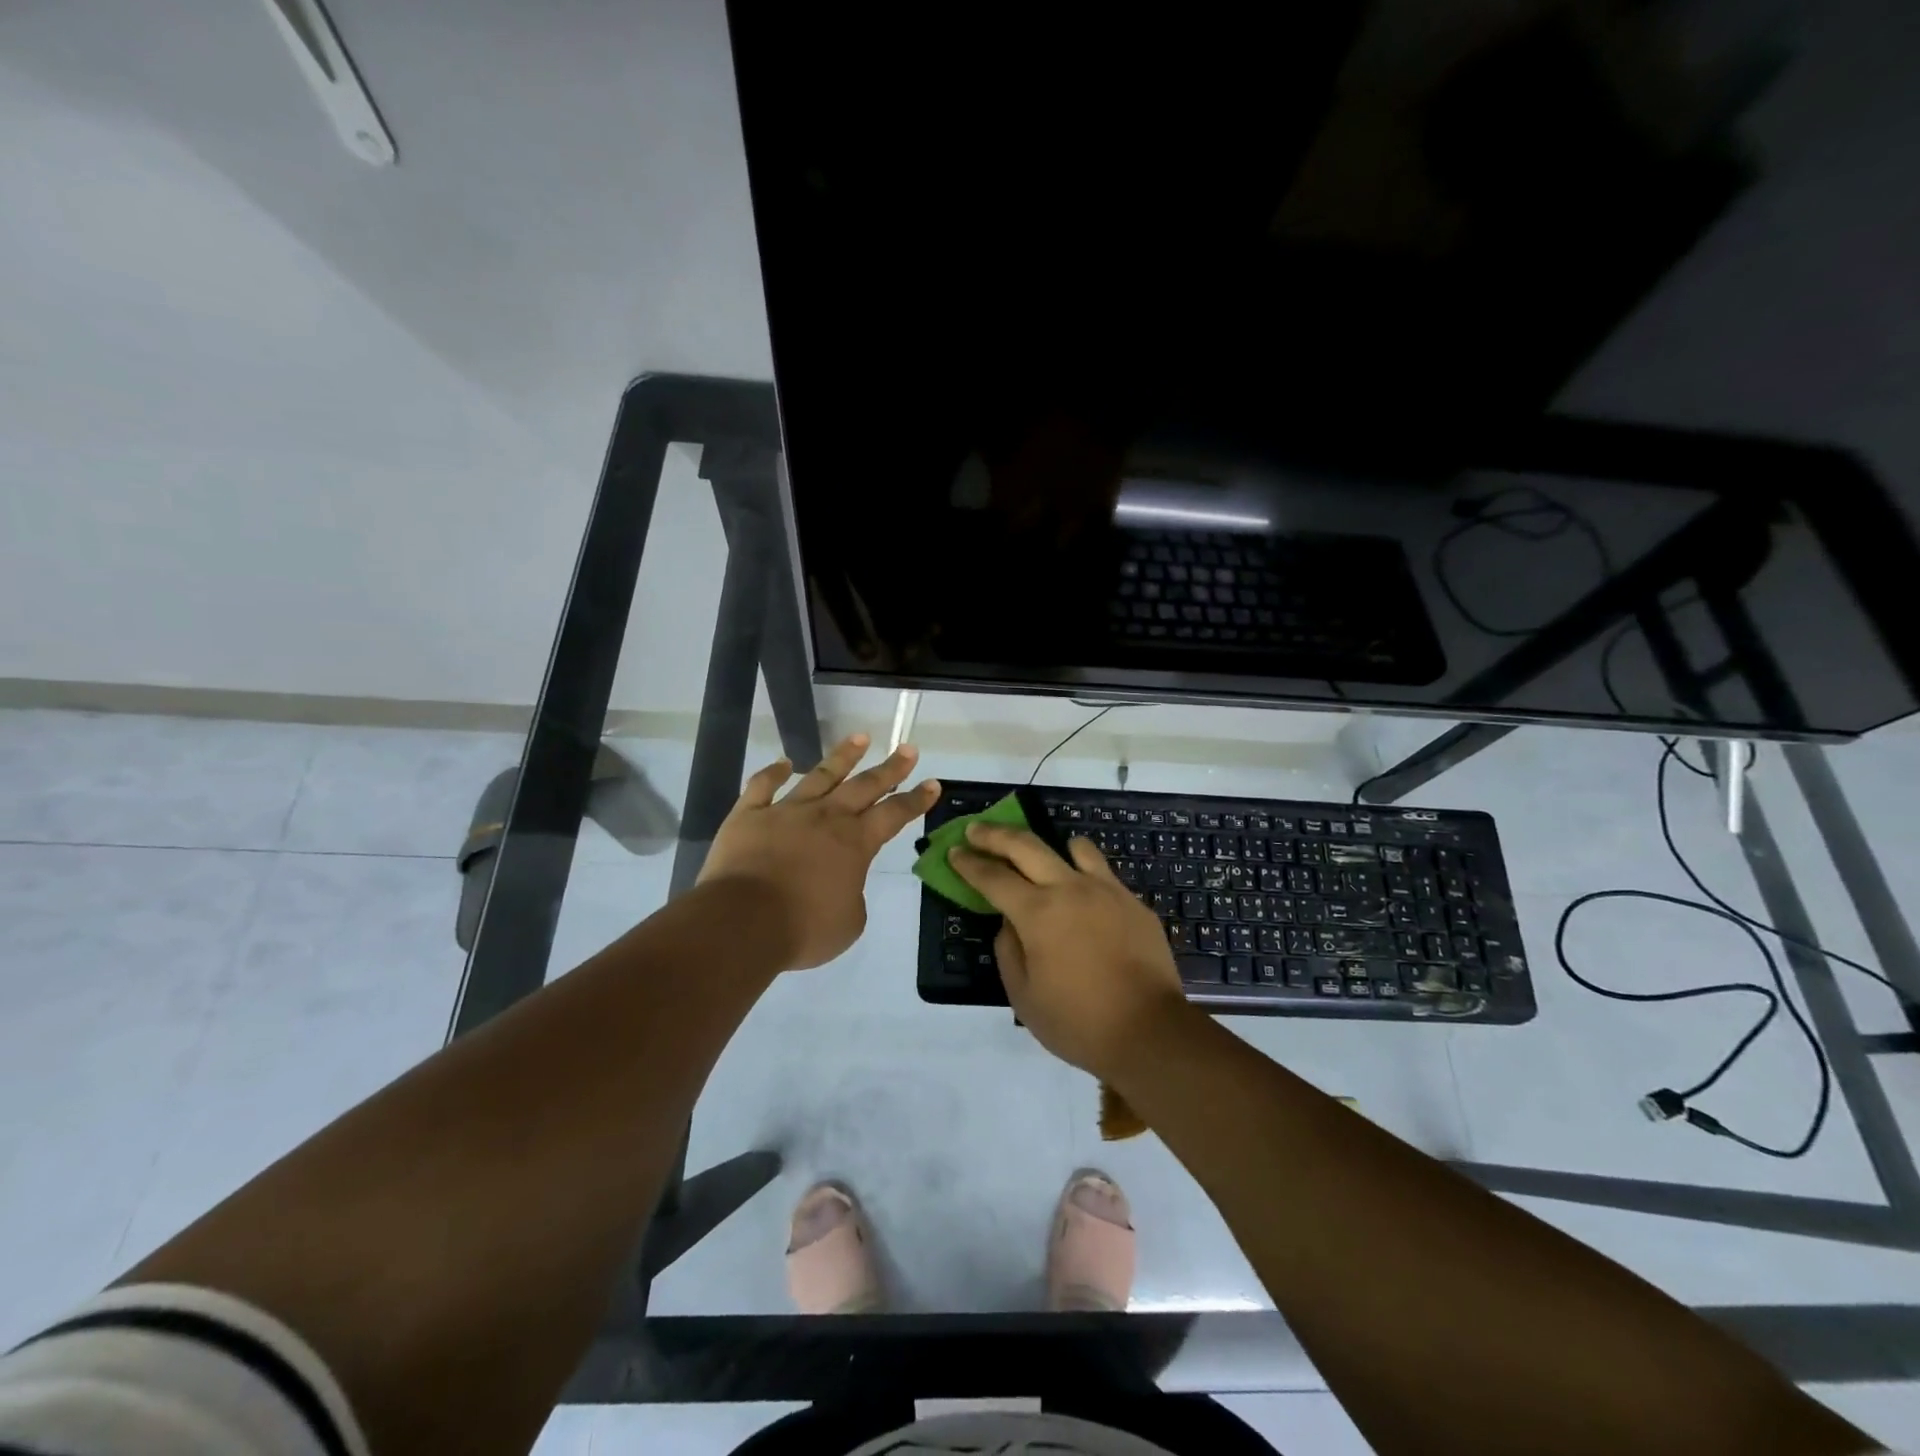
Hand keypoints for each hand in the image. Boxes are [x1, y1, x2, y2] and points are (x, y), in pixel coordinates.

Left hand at [699, 733, 938, 969]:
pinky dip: (772, 773)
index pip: (894, 814)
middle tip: (907, 748)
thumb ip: (852, 896)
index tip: (933, 783)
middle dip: (890, 767)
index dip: (916, 800)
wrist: (743, 921)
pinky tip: (783, 763)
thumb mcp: (849, 923)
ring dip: (843, 756)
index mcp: (855, 843)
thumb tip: (842, 885)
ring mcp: (786, 812)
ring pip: (820, 775)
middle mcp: (826, 817)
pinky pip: (762, 787)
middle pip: (864, 786)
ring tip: (860, 737)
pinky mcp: (749, 816)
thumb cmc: (804, 927)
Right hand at [949, 823, 1189, 1079]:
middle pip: (1026, 845)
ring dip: (1049, 846)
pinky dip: (1084, 874)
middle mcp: (1070, 889)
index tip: (953, 852)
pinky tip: (1083, 896)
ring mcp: (1106, 891)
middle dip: (994, 835)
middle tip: (976, 830)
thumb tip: (1009, 923)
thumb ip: (1008, 951)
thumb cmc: (1078, 1022)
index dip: (969, 863)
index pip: (993, 877)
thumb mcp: (1023, 997)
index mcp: (1037, 913)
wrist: (1150, 1032)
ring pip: (1074, 847)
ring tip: (1039, 855)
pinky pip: (1103, 874)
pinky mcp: (1133, 903)